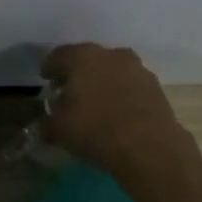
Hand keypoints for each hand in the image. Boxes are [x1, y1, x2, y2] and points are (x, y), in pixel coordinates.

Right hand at [40, 42, 189, 179]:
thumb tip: (45, 123)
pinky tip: (118, 112)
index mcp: (82, 57)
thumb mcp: (58, 130)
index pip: (58, 56)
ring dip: (102, 81)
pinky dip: (121, 93)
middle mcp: (110, 54)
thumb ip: (46, 122)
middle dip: (77, 73)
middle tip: (69, 91)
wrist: (150, 148)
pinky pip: (130, 85)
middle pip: (87, 59)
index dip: (50, 67)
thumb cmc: (95, 130)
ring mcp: (137, 68)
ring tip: (96, 103)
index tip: (46, 79)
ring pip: (112, 70)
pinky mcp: (155, 86)